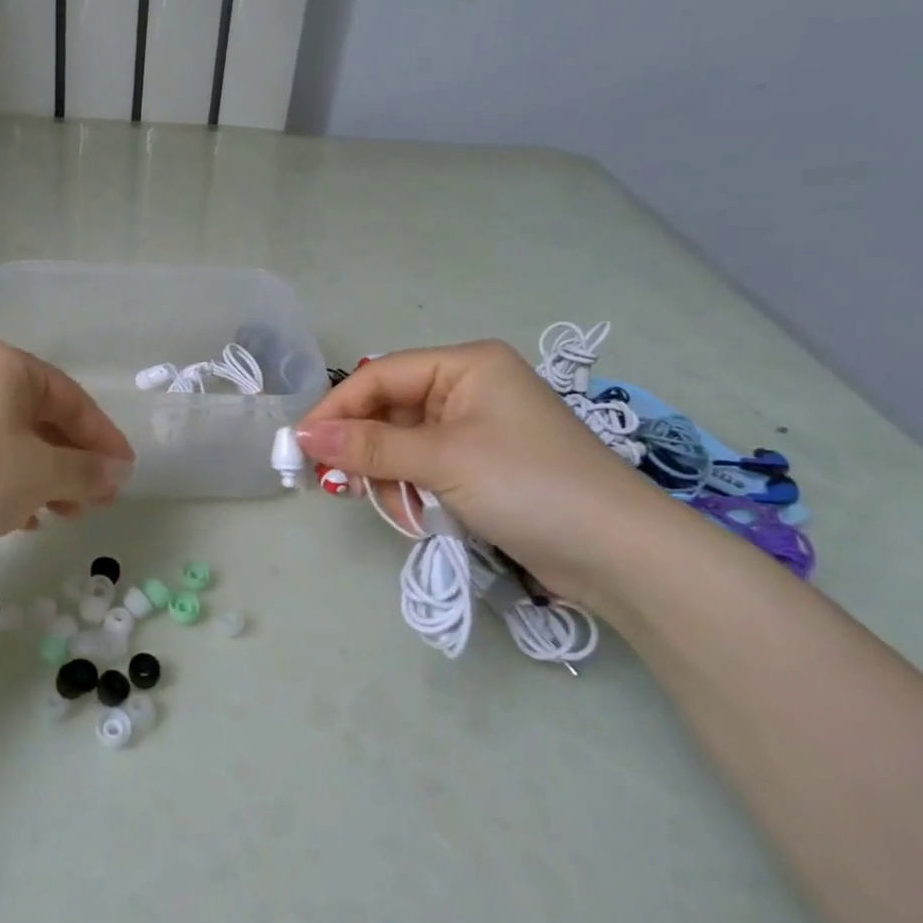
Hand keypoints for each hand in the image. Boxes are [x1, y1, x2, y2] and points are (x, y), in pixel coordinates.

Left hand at [0, 340, 133, 572]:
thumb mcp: (38, 474)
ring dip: (47, 478)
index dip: (104, 439)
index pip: (74, 399)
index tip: (126, 473)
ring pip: (17, 441)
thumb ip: (85, 471)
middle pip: (45, 419)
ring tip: (65, 515)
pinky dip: (13, 483)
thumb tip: (117, 472)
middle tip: (97, 500)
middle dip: (74, 462)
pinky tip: (25, 518)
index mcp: (8, 367)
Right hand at [295, 340, 677, 603]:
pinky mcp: (482, 466)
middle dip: (363, 449)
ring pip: (402, 443)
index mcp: (465, 365)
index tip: (299, 446)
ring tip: (395, 508)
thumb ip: (369, 447)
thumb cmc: (530, 486)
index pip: (380, 376)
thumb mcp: (442, 460)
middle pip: (388, 410)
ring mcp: (477, 429)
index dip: (336, 409)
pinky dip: (412, 489)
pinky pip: (424, 467)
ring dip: (388, 476)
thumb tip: (301, 436)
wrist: (623, 556)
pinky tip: (417, 514)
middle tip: (338, 485)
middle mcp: (469, 388)